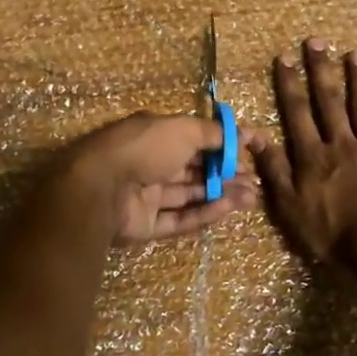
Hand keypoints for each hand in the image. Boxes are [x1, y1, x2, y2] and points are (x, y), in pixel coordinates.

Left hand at [56, 113, 259, 243]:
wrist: (100, 188)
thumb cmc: (144, 148)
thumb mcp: (183, 129)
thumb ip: (214, 134)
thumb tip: (242, 134)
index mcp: (155, 136)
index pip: (195, 139)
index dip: (222, 146)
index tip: (251, 151)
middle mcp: (150, 163)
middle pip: (194, 170)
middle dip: (226, 174)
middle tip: (255, 181)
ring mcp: (146, 196)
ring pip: (190, 195)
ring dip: (221, 194)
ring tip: (252, 197)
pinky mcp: (145, 226)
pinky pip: (179, 219)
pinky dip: (203, 213)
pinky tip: (227, 208)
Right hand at [252, 38, 356, 268]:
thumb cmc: (331, 233)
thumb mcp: (289, 207)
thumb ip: (274, 170)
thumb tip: (255, 136)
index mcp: (312, 156)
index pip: (296, 113)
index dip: (289, 84)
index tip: (284, 57)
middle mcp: (341, 145)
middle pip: (329, 102)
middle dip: (321, 70)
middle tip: (317, 42)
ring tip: (356, 54)